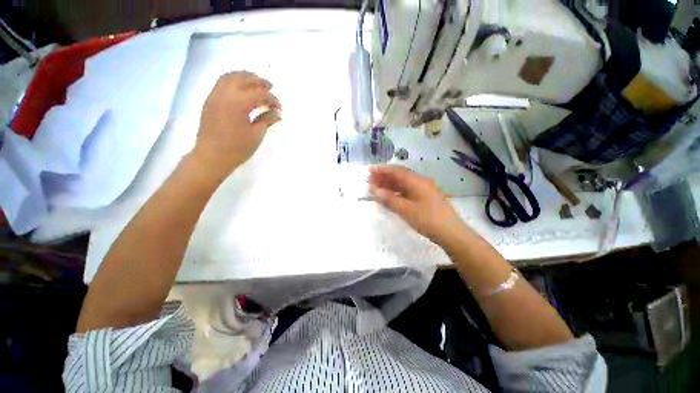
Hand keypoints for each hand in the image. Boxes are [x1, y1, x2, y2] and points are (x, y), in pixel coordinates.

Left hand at [192, 71, 281, 176]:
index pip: (259, 94)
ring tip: (256, 83)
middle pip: (244, 79)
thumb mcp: (256, 135)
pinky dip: (234, 80)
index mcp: (239, 103)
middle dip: (259, 82)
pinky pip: (222, 82)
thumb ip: (267, 120)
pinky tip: (241, 88)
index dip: (272, 99)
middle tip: (271, 87)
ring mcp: (215, 95)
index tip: (279, 108)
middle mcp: (225, 94)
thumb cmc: (237, 148)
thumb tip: (277, 113)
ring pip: (231, 76)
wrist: (211, 156)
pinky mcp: (210, 100)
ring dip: (245, 77)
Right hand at [368, 165, 465, 245]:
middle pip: (399, 176)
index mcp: (417, 181)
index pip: (396, 171)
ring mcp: (422, 190)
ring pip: (402, 184)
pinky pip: (406, 191)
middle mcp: (420, 182)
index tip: (369, 170)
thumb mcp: (406, 210)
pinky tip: (388, 195)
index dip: (382, 170)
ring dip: (388, 184)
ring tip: (375, 187)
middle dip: (383, 177)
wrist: (451, 233)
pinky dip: (395, 192)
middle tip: (369, 180)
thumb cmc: (428, 219)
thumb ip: (389, 199)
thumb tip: (373, 190)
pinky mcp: (423, 198)